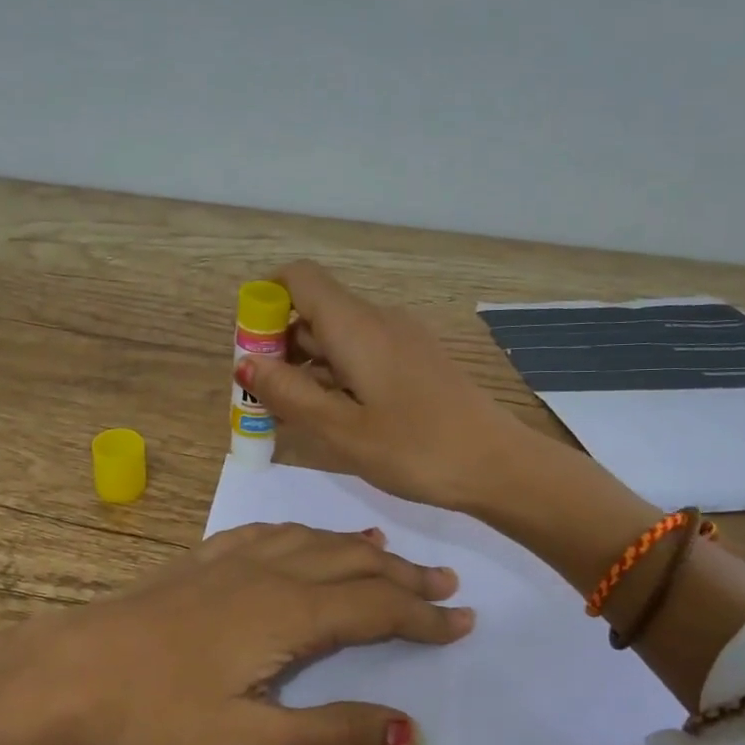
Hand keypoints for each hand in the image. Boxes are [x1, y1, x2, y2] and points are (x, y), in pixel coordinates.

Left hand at [37, 522, 472, 744]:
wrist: (69, 672)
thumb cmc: (158, 714)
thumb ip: (334, 737)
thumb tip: (411, 729)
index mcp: (290, 611)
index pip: (377, 607)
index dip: (424, 616)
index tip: (464, 623)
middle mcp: (269, 571)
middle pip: (353, 564)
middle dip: (404, 577)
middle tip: (446, 586)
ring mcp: (231, 559)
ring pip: (314, 541)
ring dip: (360, 551)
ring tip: (391, 555)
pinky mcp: (201, 560)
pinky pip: (271, 533)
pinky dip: (306, 534)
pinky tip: (305, 538)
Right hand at [235, 260, 524, 511]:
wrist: (499, 466)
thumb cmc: (415, 449)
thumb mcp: (340, 429)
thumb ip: (288, 394)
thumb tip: (245, 363)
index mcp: (356, 326)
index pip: (299, 278)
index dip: (265, 300)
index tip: (250, 349)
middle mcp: (378, 320)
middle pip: (315, 310)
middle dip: (279, 346)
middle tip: (263, 400)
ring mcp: (402, 340)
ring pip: (338, 337)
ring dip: (306, 367)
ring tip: (291, 417)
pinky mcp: (417, 362)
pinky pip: (362, 355)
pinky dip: (336, 376)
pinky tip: (333, 418)